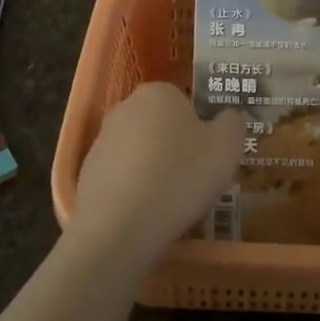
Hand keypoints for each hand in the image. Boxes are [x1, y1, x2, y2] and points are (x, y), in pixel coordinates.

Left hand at [68, 82, 243, 269]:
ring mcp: (102, 140)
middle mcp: (125, 107)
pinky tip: (143, 214)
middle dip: (175, 148)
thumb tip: (227, 117)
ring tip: (168, 203)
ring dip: (153, 170)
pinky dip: (133, 190)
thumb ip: (232, 123)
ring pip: (139, 151)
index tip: (207, 159)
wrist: (120, 228)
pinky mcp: (87, 172)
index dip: (199, 130)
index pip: (184, 103)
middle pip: (160, 125)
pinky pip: (121, 176)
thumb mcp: (227, 147)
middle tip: (192, 181)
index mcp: (158, 93)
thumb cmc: (180, 177)